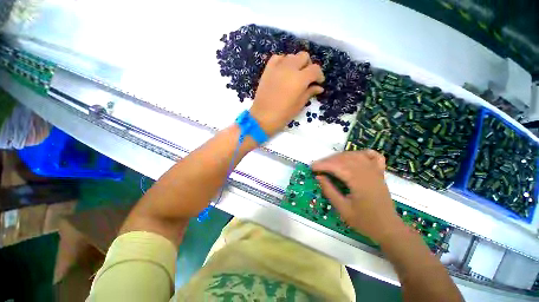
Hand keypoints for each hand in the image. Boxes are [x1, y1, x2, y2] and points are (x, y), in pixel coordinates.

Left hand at [250, 51, 324, 136]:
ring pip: (291, 56)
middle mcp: (289, 68)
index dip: (319, 75)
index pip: (315, 69)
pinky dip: (283, 61)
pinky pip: (277, 58)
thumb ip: (309, 93)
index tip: (318, 82)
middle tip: (307, 78)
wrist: (262, 117)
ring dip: (296, 63)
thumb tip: (319, 87)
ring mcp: (277, 67)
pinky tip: (283, 71)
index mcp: (300, 79)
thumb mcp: (299, 105)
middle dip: (308, 66)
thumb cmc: (283, 115)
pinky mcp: (268, 69)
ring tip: (294, 75)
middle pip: (304, 56)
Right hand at [312, 150, 404, 242]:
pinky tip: (353, 156)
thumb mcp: (343, 209)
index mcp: (360, 183)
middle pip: (345, 158)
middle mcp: (368, 173)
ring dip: (340, 156)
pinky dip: (361, 153)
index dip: (323, 165)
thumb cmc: (365, 222)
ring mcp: (376, 171)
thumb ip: (329, 191)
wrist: (389, 229)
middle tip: (318, 167)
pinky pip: (372, 156)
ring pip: (355, 155)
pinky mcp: (380, 173)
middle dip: (329, 160)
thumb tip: (319, 176)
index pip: (338, 167)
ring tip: (330, 162)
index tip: (312, 167)